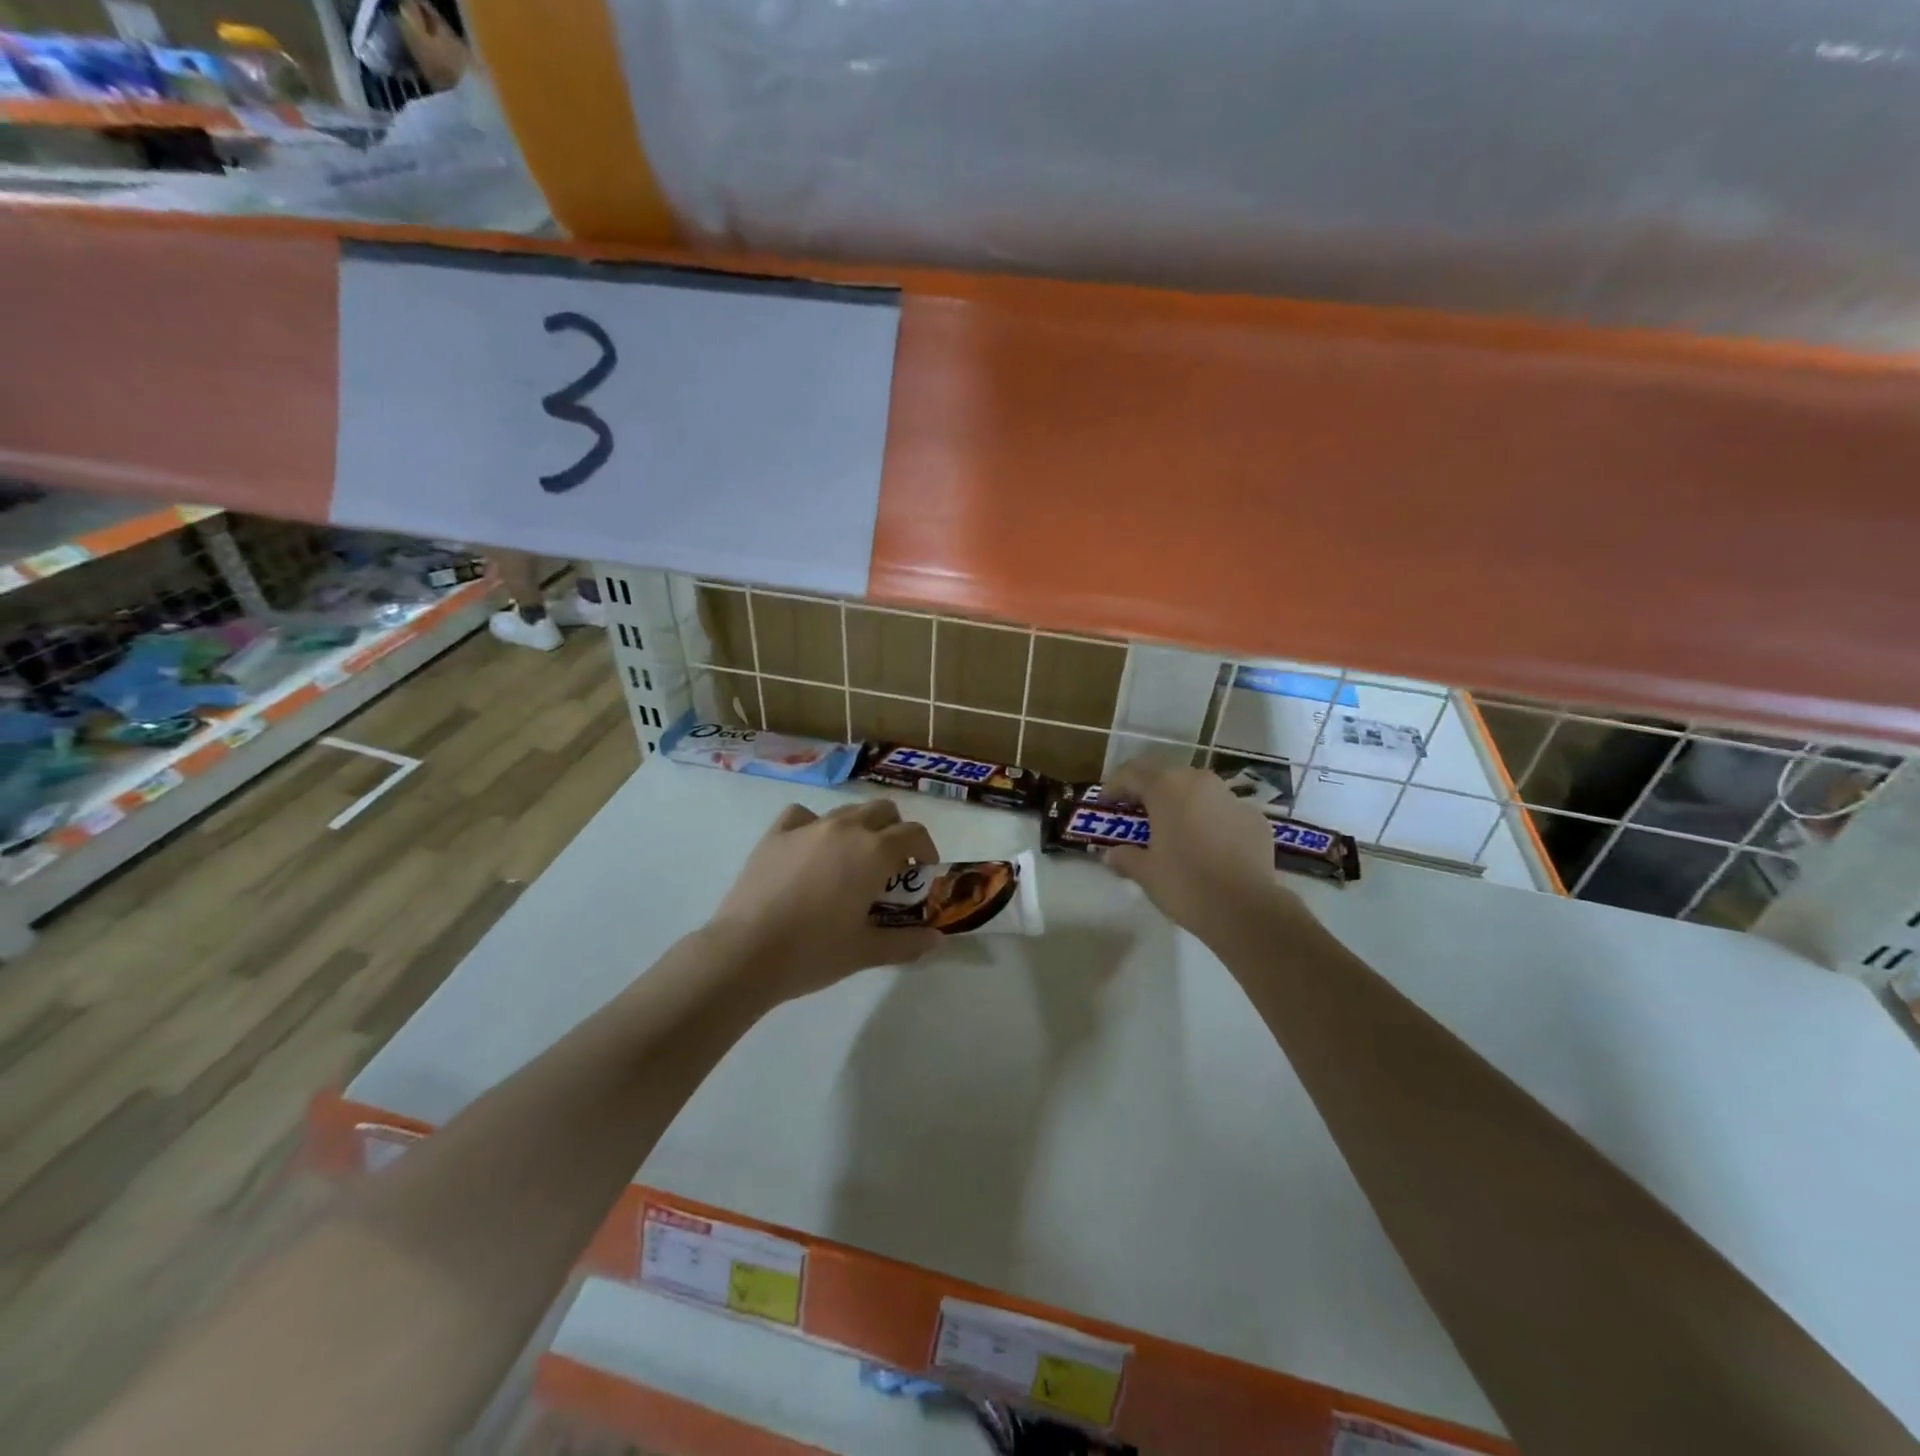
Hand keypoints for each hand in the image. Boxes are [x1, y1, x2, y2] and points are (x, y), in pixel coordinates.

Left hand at [708, 798, 943, 1003]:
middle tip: (891, 866)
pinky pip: (804, 816)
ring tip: (851, 862)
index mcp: (873, 852)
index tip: (922, 872)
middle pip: (882, 811)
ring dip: (859, 828)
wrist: (745, 953)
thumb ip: (906, 943)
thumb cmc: (813, 952)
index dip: (925, 849)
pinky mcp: (775, 834)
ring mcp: (808, 827)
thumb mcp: (866, 952)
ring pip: (846, 811)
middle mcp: (845, 828)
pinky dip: (815, 826)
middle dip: (894, 831)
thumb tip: (937, 940)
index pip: (913, 833)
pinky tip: (810, 849)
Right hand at [1102, 759, 1294, 943]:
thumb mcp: (1146, 873)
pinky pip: (1224, 812)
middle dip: (1149, 793)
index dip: (1114, 786)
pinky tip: (1208, 847)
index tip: (1105, 805)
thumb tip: (1113, 854)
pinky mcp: (1255, 819)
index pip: (1132, 773)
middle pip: (1167, 777)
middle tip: (1138, 816)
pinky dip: (1210, 821)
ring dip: (1182, 805)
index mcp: (1167, 788)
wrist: (1247, 910)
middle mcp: (1200, 782)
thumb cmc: (1185, 884)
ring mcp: (1232, 798)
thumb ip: (1125, 857)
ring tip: (1174, 831)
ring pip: (1198, 792)